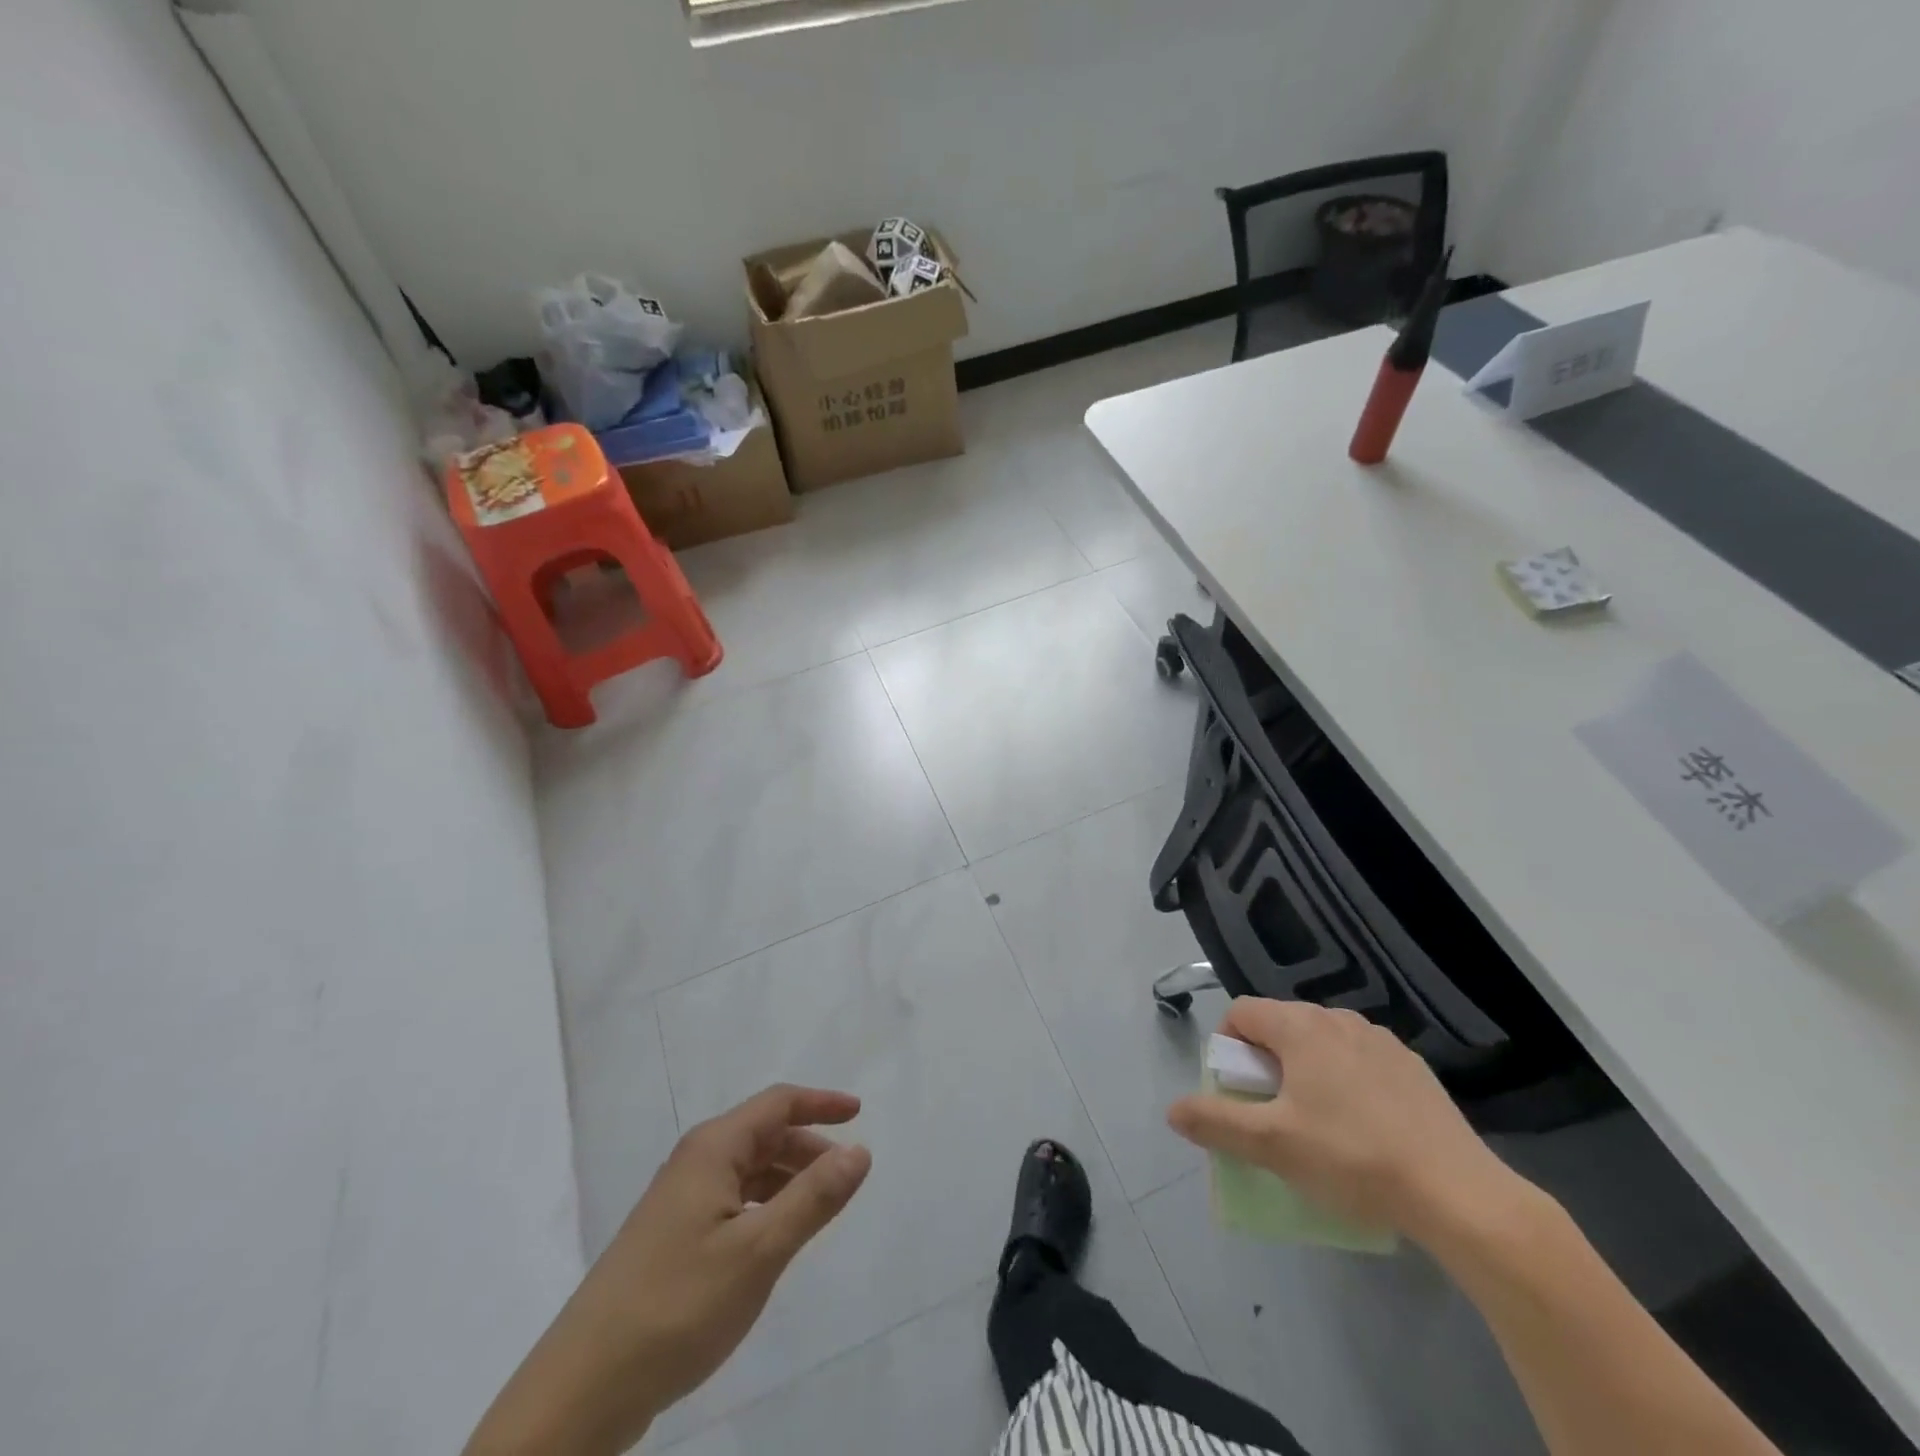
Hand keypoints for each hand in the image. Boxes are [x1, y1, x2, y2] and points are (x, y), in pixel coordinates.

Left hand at [465, 1085, 871, 1455]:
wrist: (582, 1391)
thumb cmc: (678, 1306)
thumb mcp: (759, 1251)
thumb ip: (813, 1198)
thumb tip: (859, 1150)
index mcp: (713, 1149)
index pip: (777, 1103)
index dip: (821, 1103)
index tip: (859, 1114)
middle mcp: (694, 1163)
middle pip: (762, 1134)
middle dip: (808, 1145)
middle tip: (846, 1174)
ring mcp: (677, 1202)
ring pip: (746, 1171)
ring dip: (786, 1178)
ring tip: (819, 1208)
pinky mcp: (669, 1240)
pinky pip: (730, 1202)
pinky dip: (763, 1206)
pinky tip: (773, 1240)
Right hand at [1167, 999, 1525, 1244]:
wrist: (1459, 1194)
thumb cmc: (1351, 1158)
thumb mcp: (1272, 1145)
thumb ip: (1216, 1122)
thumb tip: (1173, 1110)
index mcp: (1299, 1026)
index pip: (1241, 1012)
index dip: (1227, 1047)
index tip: (1238, 1091)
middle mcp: (1337, 1019)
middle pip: (1280, 1026)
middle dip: (1265, 1062)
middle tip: (1273, 1113)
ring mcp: (1380, 1040)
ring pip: (1321, 1042)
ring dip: (1305, 1069)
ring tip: (1318, 1123)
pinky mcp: (1413, 1067)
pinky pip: (1359, 1061)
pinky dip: (1346, 1081)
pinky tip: (1364, 1128)